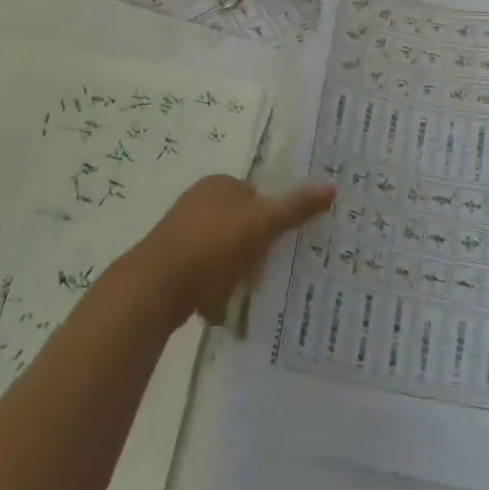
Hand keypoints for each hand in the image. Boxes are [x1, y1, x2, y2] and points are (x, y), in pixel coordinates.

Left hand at [136, 175, 335, 324]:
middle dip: (252, 246)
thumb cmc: (213, 244)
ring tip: (245, 290)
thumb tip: (331, 186)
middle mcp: (197, 201)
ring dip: (233, 269)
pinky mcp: (169, 263)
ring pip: (220, 250)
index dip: (270, 218)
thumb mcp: (262, 223)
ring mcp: (180, 232)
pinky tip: (219, 305)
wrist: (157, 285)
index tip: (282, 243)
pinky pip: (202, 272)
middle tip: (267, 269)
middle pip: (239, 223)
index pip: (255, 195)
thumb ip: (295, 206)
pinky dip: (212, 286)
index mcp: (218, 184)